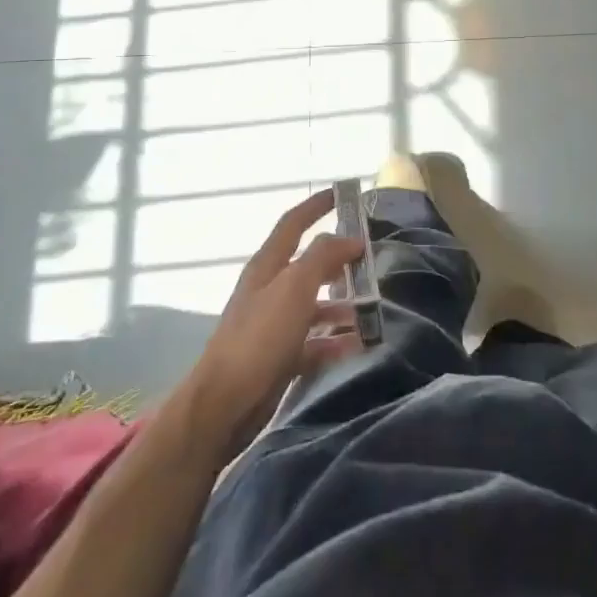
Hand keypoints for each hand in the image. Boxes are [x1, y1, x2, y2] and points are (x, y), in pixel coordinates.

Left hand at [180, 189, 366, 460]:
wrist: (225, 403)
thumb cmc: (260, 336)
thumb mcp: (294, 287)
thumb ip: (323, 257)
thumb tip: (349, 238)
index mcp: (268, 265)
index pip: (293, 223)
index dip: (316, 206)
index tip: (342, 193)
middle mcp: (270, 289)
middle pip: (308, 265)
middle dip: (338, 260)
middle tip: (370, 260)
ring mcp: (274, 324)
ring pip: (315, 304)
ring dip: (342, 304)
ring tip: (372, 307)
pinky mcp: (279, 357)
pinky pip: (314, 342)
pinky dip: (335, 341)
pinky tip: (358, 345)